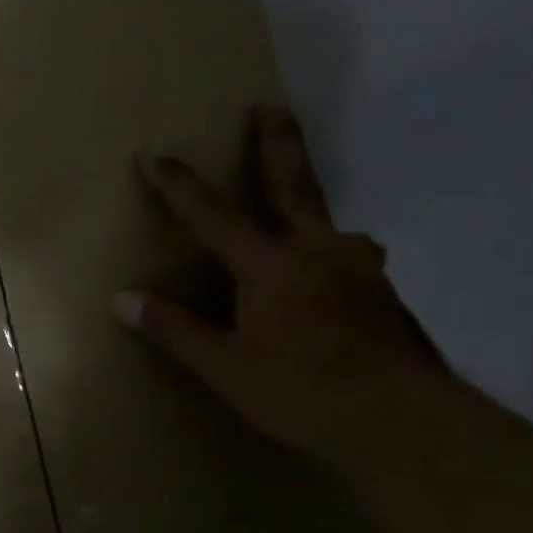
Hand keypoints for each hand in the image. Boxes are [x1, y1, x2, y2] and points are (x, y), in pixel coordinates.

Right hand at [115, 105, 447, 467]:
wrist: (410, 427)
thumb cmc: (304, 392)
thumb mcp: (226, 368)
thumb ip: (175, 329)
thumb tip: (122, 299)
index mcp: (272, 266)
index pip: (214, 215)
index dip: (182, 185)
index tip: (157, 154)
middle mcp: (320, 253)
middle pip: (294, 186)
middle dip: (278, 144)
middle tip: (272, 106)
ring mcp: (362, 272)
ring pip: (332, 226)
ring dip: (312, 210)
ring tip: (303, 216)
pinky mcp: (386, 298)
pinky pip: (349, 261)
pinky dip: (331, 255)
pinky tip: (329, 282)